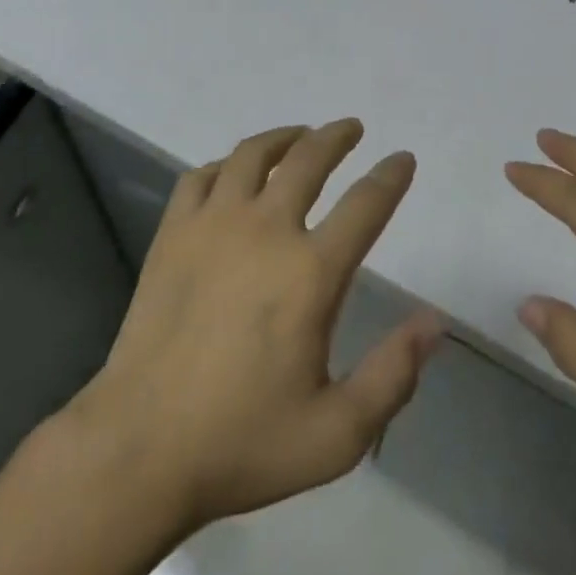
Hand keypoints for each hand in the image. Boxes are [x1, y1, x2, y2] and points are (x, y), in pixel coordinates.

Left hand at [64, 120, 443, 530]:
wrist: (141, 447)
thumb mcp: (336, 434)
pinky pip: (203, 175)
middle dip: (336, 137)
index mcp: (310, 272)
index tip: (403, 159)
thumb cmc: (243, 442)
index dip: (391, 176)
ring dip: (283, 137)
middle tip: (351, 128)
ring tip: (299, 135)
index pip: (365, 205)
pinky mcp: (173, 232)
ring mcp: (213, 224)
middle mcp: (265, 230)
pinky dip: (226, 164)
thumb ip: (393, 375)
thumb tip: (434, 323)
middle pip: (309, 159)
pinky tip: (234, 172)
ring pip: (254, 155)